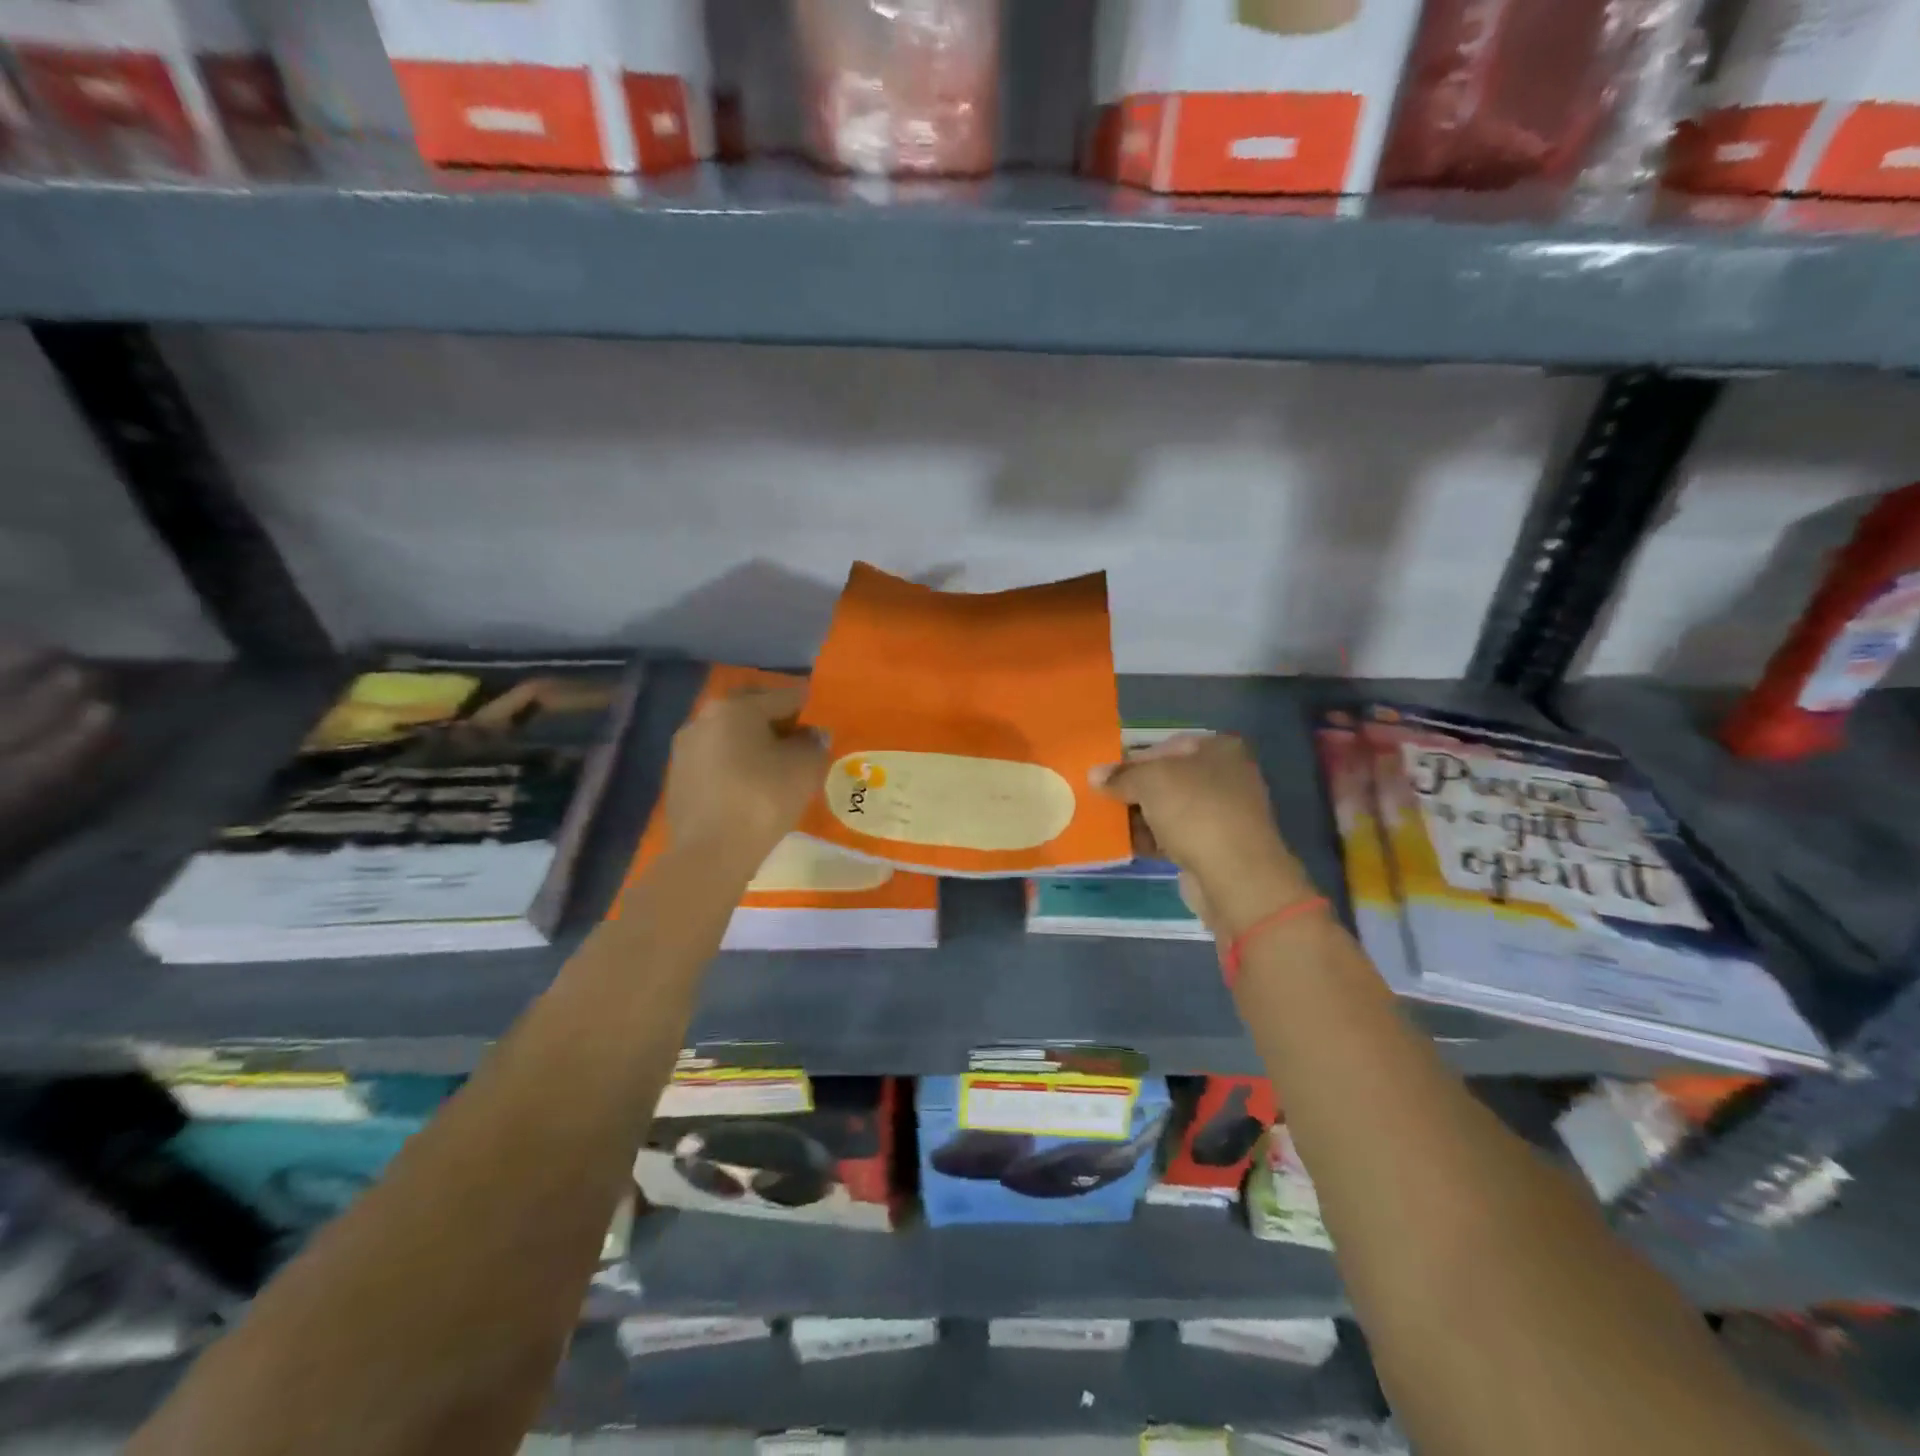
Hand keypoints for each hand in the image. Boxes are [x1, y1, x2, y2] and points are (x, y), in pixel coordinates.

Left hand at [663, 685, 827, 868]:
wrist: (709, 854)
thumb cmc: (762, 799)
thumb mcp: (805, 768)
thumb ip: (814, 744)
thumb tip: (812, 735)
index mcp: (737, 706)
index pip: (784, 696)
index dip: (809, 708)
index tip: (824, 723)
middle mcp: (705, 717)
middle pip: (752, 712)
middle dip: (778, 723)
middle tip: (802, 743)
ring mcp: (686, 749)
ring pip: (731, 737)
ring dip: (755, 745)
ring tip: (778, 767)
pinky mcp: (678, 779)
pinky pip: (717, 761)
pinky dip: (737, 766)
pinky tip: (753, 787)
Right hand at [1091, 734, 1316, 937]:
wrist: (1235, 875)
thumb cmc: (1195, 811)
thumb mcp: (1150, 781)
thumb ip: (1121, 776)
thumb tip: (1095, 775)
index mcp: (1219, 750)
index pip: (1166, 746)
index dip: (1133, 759)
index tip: (1105, 776)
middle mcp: (1226, 777)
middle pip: (1168, 779)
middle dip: (1134, 790)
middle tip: (1102, 799)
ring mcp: (1222, 815)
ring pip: (1170, 810)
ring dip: (1139, 816)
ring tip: (1105, 823)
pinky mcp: (1215, 848)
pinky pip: (1174, 837)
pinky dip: (1151, 839)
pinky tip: (1124, 845)